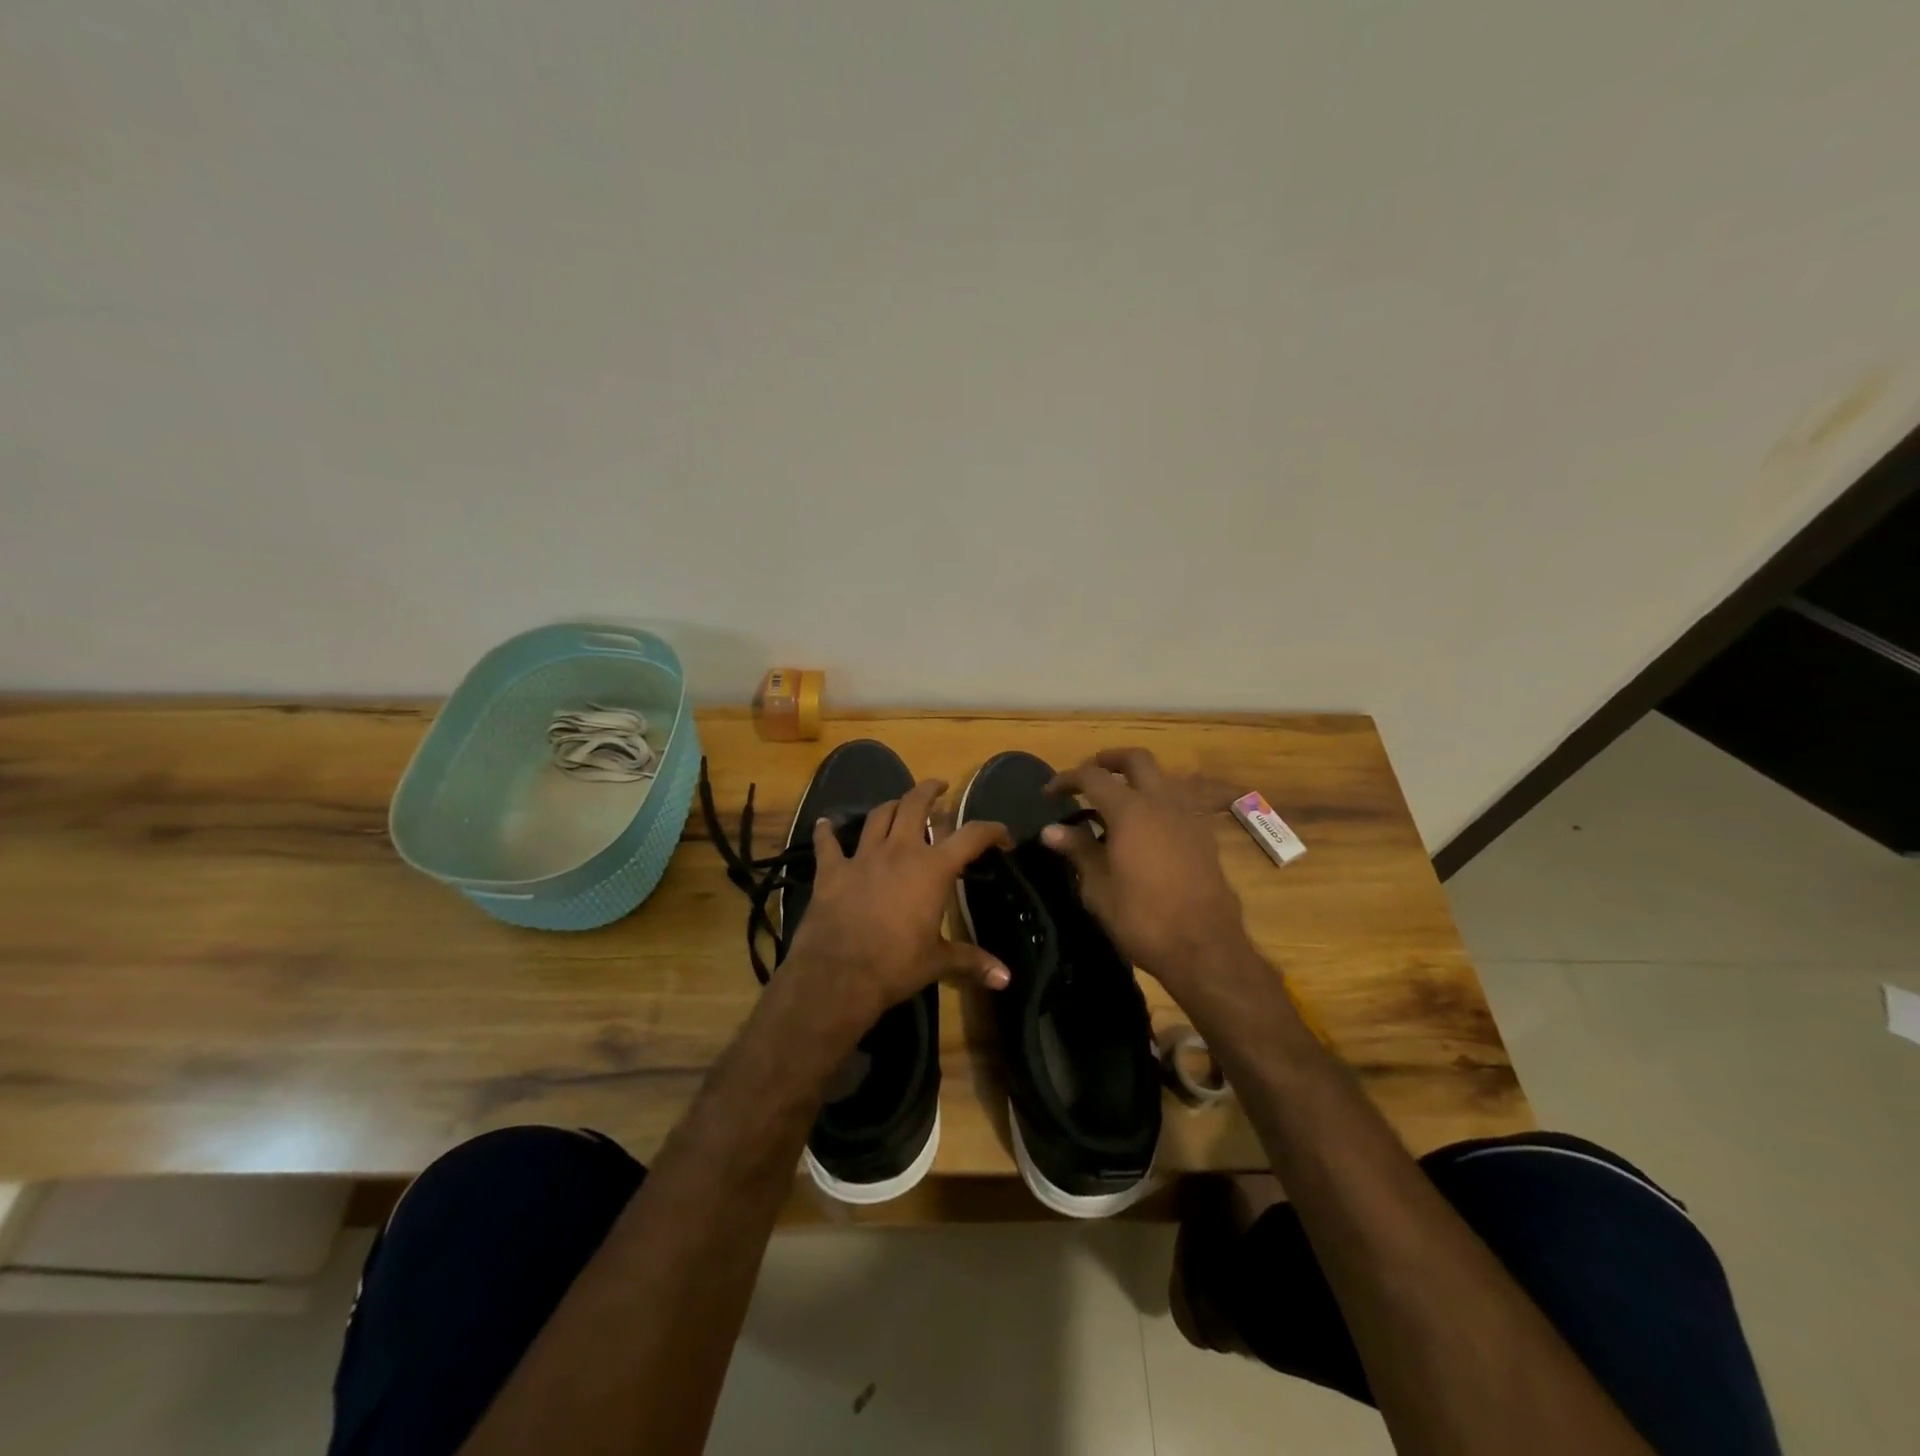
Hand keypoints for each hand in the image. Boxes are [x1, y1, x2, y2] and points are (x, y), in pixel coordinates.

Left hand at [782, 779, 1012, 1020]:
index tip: (1002, 836)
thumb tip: (1006, 979)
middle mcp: (899, 851)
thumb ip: (971, 962)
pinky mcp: (831, 870)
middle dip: (929, 791)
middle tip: (939, 787)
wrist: (838, 974)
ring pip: (878, 816)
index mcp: (933, 868)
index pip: (971, 836)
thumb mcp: (938, 963)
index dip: (992, 830)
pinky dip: (827, 832)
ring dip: (890, 806)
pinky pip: (828, 843)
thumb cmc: (896, 965)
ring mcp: (863, 857)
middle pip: (915, 804)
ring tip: (898, 804)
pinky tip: (825, 824)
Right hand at [1042, 748, 1251, 997]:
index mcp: (1130, 810)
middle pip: (1136, 759)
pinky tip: (1146, 826)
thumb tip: (1051, 830)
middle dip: (1109, 760)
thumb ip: (1078, 850)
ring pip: (1162, 777)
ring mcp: (1189, 815)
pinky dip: (1157, 800)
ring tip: (1116, 800)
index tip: (1049, 793)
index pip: (1092, 777)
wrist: (1205, 947)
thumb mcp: (1099, 888)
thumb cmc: (1143, 919)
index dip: (1067, 779)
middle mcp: (1162, 801)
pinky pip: (1178, 801)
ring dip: (1137, 778)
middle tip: (1088, 774)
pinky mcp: (1205, 834)